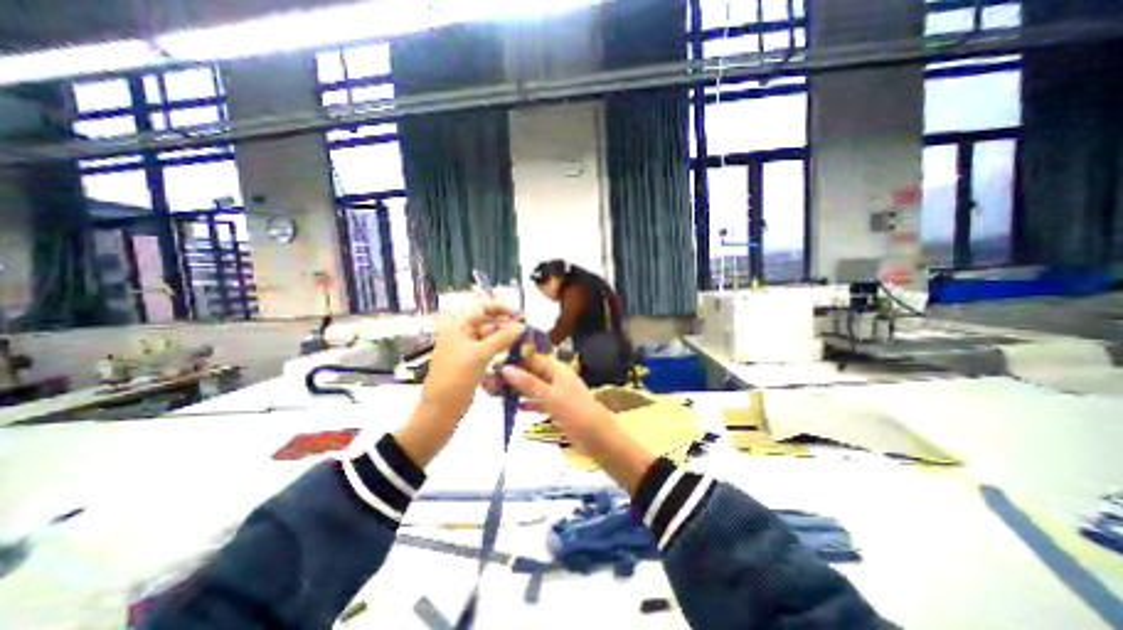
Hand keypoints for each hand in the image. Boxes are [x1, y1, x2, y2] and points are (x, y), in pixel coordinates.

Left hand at [393, 299, 527, 467]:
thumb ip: (502, 338)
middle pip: (488, 321)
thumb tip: (523, 326)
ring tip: (525, 342)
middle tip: (526, 332)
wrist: (441, 410)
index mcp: (457, 325)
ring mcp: (468, 347)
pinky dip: (503, 349)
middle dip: (507, 325)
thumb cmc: (456, 377)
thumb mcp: (479, 355)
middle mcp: (462, 332)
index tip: (519, 316)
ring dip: (507, 338)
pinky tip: (516, 351)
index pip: (482, 308)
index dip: (501, 309)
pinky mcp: (474, 361)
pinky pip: (491, 349)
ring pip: (492, 336)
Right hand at [501, 354, 655, 490]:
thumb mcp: (550, 397)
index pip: (532, 357)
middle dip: (513, 375)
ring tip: (495, 392)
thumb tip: (505, 368)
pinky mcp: (558, 406)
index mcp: (557, 368)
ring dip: (518, 388)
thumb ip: (528, 383)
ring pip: (534, 385)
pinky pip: (539, 399)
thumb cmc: (575, 414)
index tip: (492, 363)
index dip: (514, 359)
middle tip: (488, 380)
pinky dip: (528, 401)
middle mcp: (557, 376)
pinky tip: (514, 406)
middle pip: (532, 371)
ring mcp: (558, 391)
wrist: (600, 439)